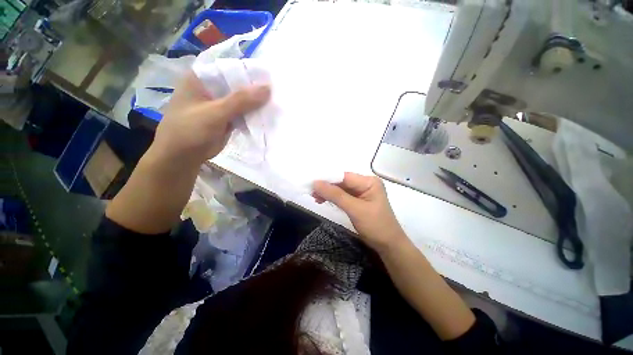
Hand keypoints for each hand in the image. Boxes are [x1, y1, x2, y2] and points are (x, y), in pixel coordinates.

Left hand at [151, 70, 270, 167]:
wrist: (182, 158)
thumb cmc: (190, 131)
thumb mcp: (215, 113)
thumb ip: (241, 101)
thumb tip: (268, 88)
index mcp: (202, 78)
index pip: (229, 66)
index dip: (249, 69)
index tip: (270, 75)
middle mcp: (212, 88)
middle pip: (238, 83)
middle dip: (256, 88)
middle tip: (278, 91)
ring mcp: (220, 104)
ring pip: (243, 99)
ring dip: (257, 103)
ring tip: (276, 103)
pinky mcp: (227, 117)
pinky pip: (244, 112)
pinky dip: (254, 114)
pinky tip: (267, 115)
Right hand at [312, 172, 407, 252]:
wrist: (388, 246)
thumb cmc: (375, 226)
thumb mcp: (355, 209)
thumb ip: (335, 195)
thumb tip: (316, 183)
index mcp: (369, 181)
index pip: (344, 176)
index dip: (327, 178)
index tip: (311, 183)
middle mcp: (365, 184)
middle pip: (342, 182)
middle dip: (326, 187)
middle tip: (311, 192)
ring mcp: (362, 192)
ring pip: (341, 189)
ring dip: (328, 193)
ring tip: (315, 197)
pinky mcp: (358, 200)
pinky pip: (343, 196)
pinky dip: (333, 198)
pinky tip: (323, 200)